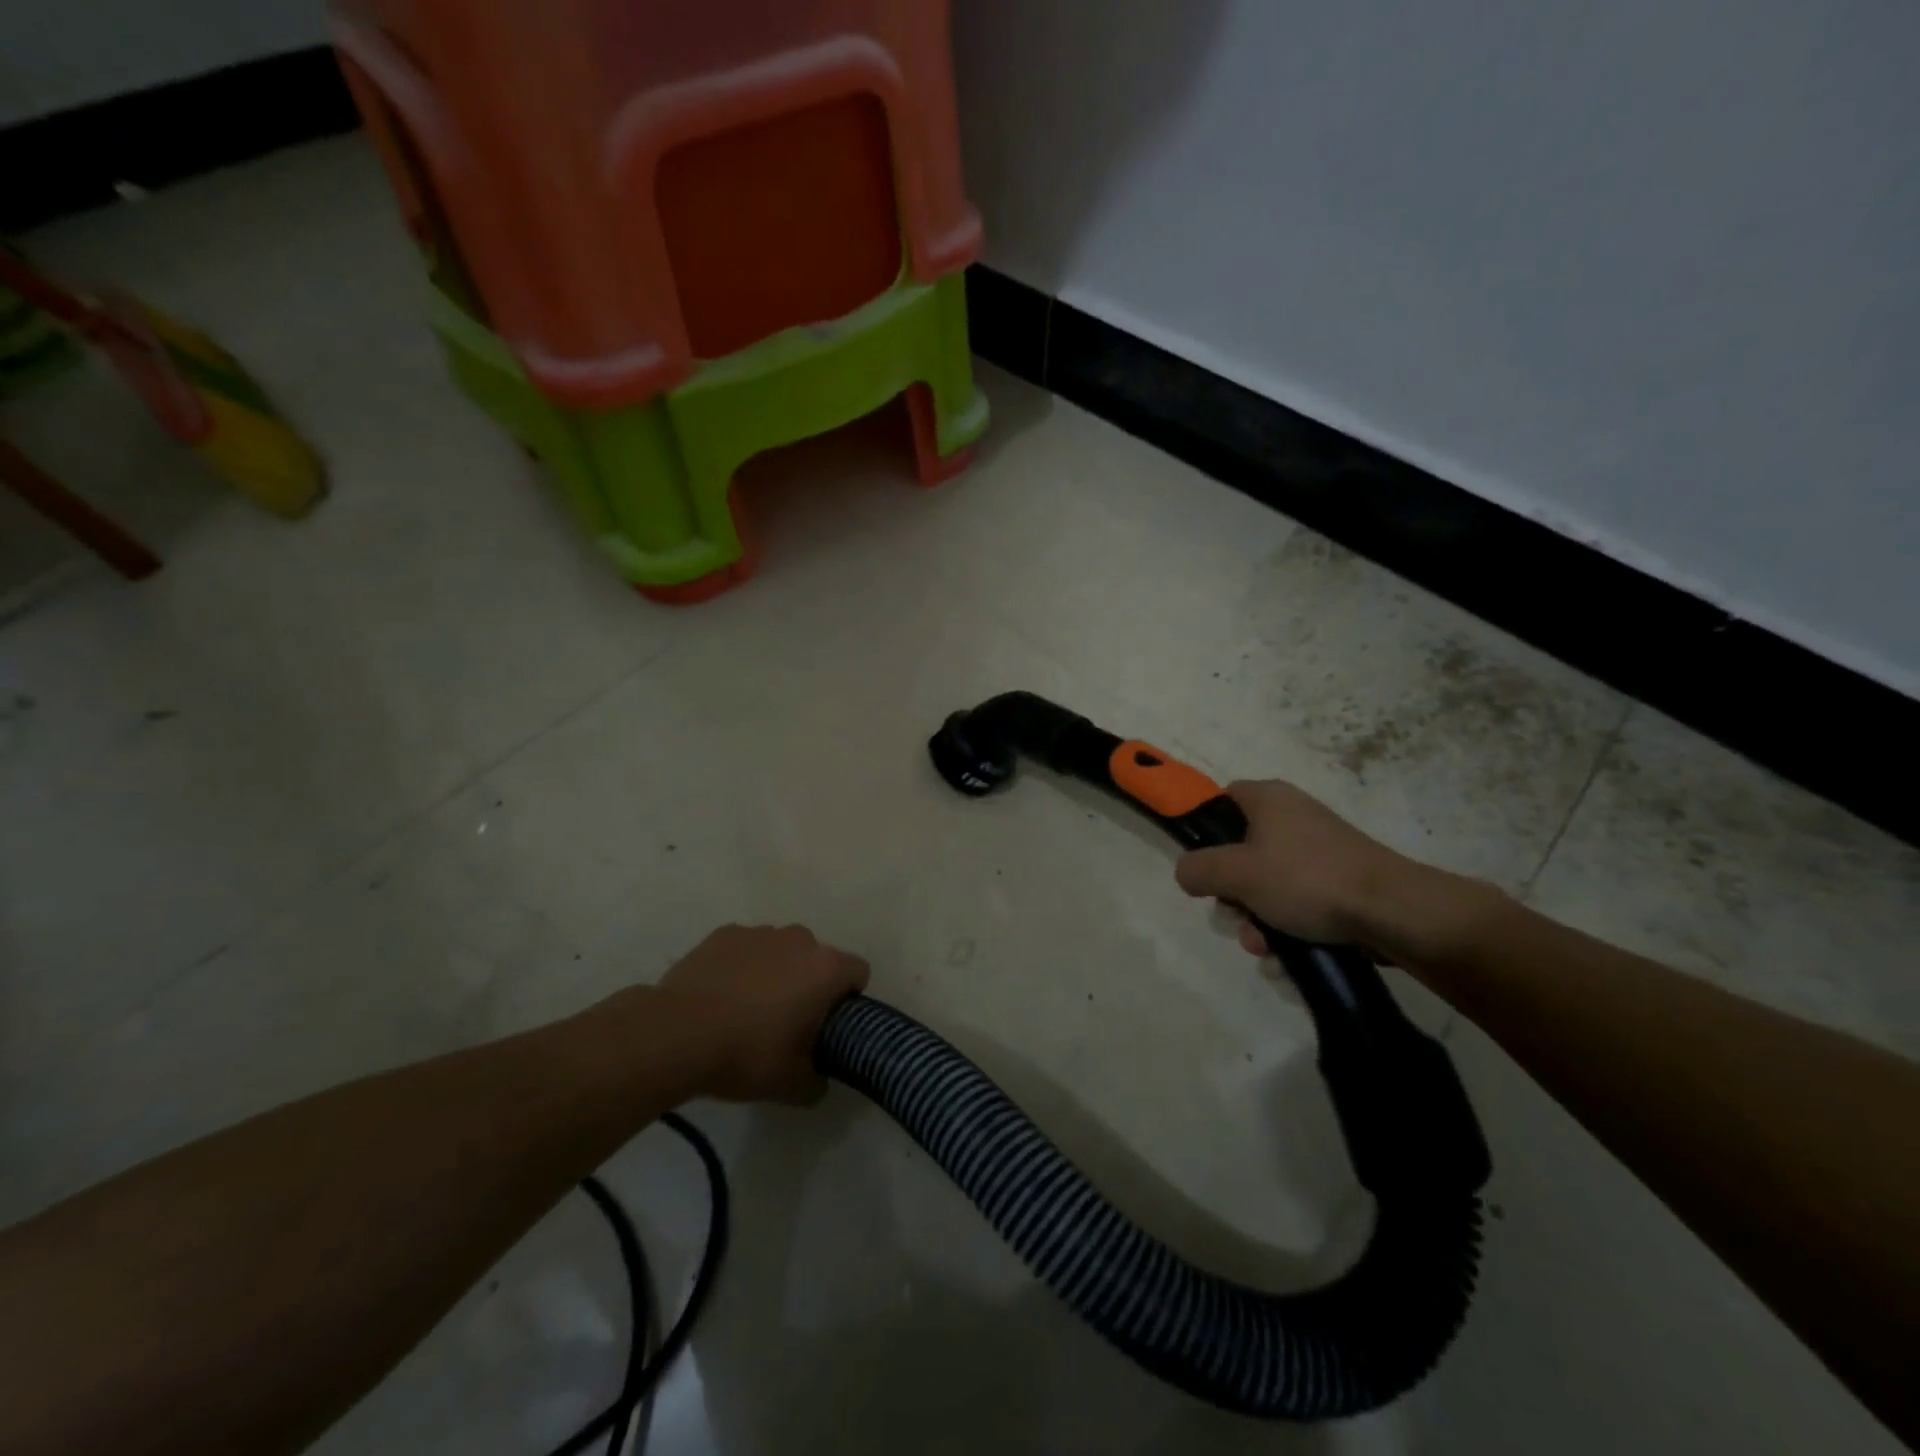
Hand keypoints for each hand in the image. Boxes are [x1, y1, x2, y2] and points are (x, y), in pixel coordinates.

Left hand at [660, 924, 868, 1103]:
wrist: (675, 1034)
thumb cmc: (745, 1054)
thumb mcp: (791, 1085)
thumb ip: (818, 1081)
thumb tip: (820, 1078)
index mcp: (826, 968)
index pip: (859, 973)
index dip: (849, 1000)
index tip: (828, 1026)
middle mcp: (799, 939)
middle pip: (818, 959)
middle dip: (810, 985)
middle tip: (787, 1024)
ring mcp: (759, 932)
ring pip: (781, 951)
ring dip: (776, 973)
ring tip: (747, 1010)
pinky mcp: (724, 933)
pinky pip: (746, 949)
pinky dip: (741, 966)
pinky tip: (720, 996)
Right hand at [1173, 780, 1478, 963]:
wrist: (1394, 912)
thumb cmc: (1306, 880)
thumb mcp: (1236, 874)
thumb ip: (1198, 869)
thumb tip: (1187, 873)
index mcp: (1268, 799)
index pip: (1222, 799)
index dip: (1206, 829)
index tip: (1204, 864)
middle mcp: (1294, 817)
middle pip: (1241, 852)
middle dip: (1233, 893)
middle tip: (1236, 914)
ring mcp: (1320, 852)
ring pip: (1268, 884)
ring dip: (1257, 920)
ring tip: (1264, 947)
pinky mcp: (1341, 883)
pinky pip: (1299, 903)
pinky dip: (1288, 928)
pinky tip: (1287, 957)